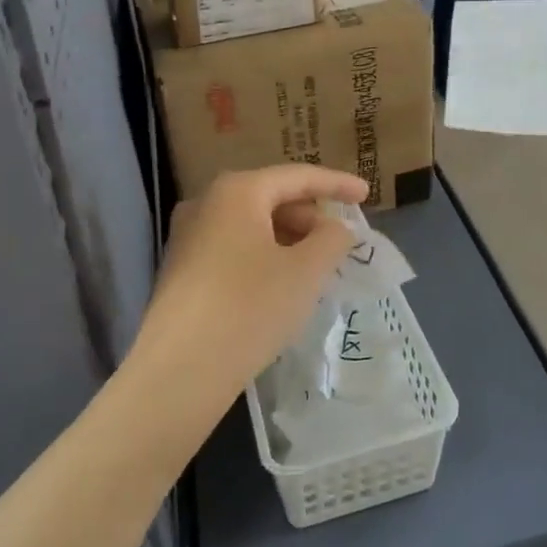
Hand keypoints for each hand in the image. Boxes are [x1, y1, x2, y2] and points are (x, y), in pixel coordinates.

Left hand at [132, 166, 368, 405]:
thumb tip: (336, 228)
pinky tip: (282, 285)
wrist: (179, 369)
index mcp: (237, 190)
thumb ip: (331, 240)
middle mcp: (206, 202)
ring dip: (288, 239)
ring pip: (251, 226)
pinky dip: (263, 256)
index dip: (336, 183)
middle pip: (271, 198)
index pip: (297, 176)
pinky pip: (233, 248)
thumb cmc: (250, 307)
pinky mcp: (181, 269)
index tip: (367, 194)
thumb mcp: (306, 272)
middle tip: (341, 242)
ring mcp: (188, 236)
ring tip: (317, 266)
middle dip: (310, 217)